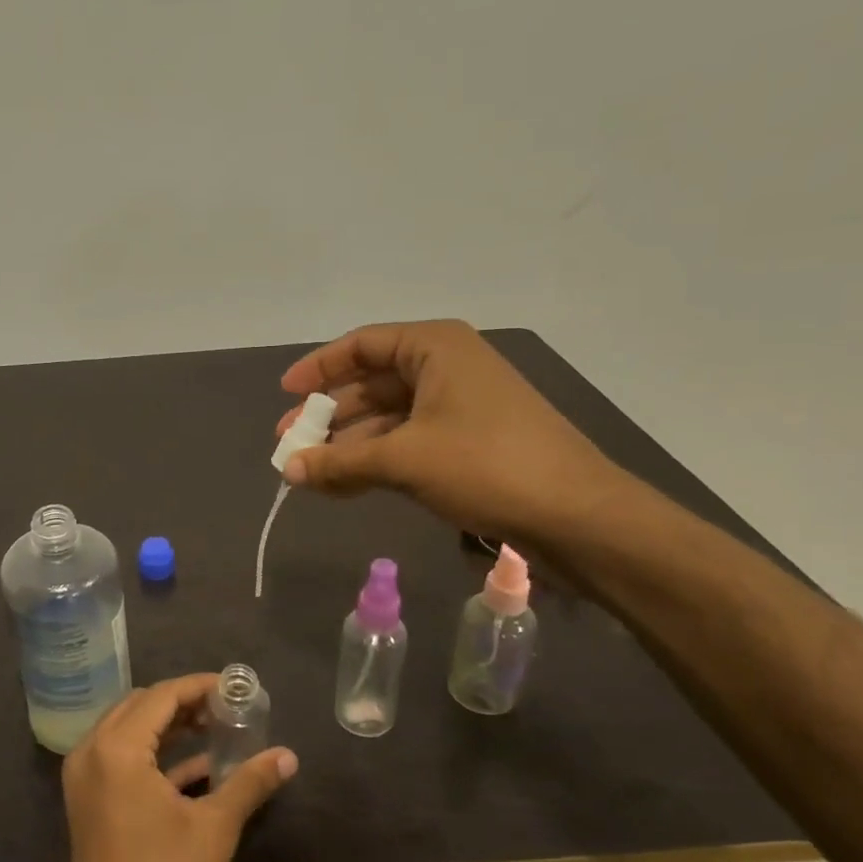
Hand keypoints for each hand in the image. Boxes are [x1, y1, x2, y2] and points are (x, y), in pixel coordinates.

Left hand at [63, 674, 296, 861]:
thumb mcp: (214, 828)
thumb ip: (249, 782)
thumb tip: (288, 756)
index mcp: (116, 750)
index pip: (161, 696)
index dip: (199, 687)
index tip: (234, 688)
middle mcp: (90, 753)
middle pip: (140, 706)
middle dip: (183, 703)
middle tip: (224, 709)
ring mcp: (83, 778)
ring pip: (128, 730)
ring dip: (168, 726)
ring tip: (214, 729)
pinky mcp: (87, 801)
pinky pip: (120, 758)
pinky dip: (154, 754)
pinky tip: (196, 766)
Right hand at [276, 319, 628, 543]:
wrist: (577, 516)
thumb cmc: (486, 464)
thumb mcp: (403, 460)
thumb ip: (339, 462)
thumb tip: (287, 470)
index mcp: (436, 348)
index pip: (362, 345)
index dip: (319, 367)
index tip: (286, 394)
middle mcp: (447, 367)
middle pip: (373, 382)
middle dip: (329, 414)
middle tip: (290, 443)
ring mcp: (461, 406)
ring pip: (389, 417)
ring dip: (349, 444)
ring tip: (309, 472)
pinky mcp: (470, 443)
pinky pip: (408, 442)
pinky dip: (375, 460)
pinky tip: (344, 485)